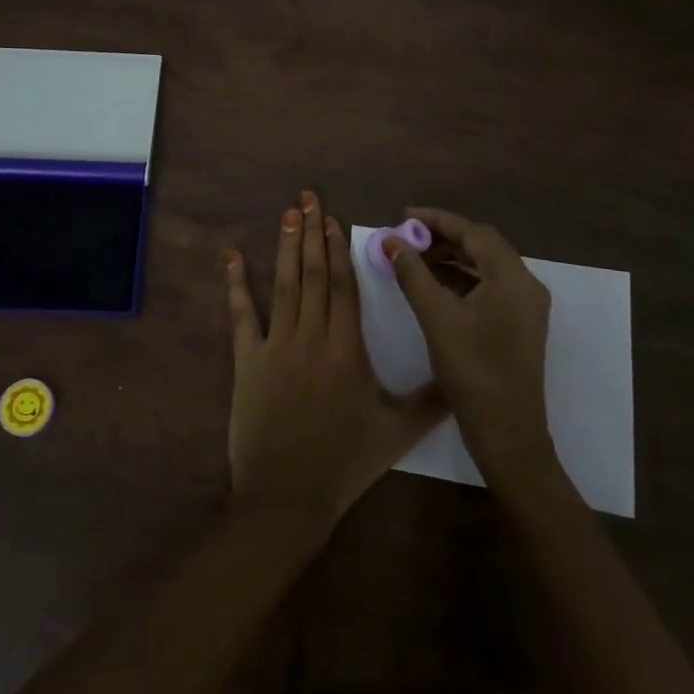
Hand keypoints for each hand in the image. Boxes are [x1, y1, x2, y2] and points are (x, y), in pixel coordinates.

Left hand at [226, 191, 447, 534]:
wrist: (288, 496)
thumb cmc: (344, 463)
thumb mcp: (397, 433)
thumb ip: (431, 401)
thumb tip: (461, 377)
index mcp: (346, 349)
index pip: (343, 287)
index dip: (337, 250)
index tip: (333, 220)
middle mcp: (312, 336)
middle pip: (313, 275)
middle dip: (311, 233)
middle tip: (307, 197)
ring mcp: (276, 346)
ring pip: (284, 286)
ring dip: (285, 247)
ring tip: (287, 213)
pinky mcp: (247, 361)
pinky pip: (241, 316)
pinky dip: (236, 285)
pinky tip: (232, 257)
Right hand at [383, 207, 555, 486]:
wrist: (508, 434)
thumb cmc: (472, 371)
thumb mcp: (436, 317)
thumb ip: (413, 274)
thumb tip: (391, 241)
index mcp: (512, 278)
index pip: (473, 232)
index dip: (437, 220)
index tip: (404, 215)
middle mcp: (526, 285)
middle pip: (483, 246)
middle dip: (444, 238)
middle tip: (408, 239)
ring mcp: (527, 307)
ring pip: (487, 266)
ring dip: (453, 258)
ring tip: (416, 259)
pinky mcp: (520, 325)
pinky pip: (491, 286)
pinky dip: (463, 278)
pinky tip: (436, 286)